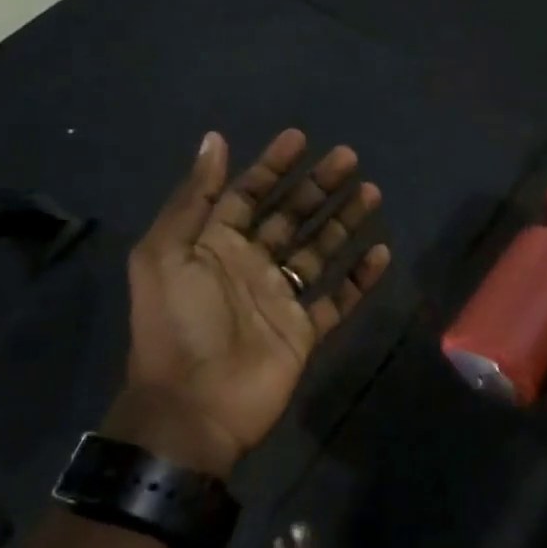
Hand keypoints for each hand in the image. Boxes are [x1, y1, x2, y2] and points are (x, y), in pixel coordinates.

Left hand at [111, 130, 391, 477]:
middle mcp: (249, 265)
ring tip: (372, 192)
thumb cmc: (178, 325)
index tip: (300, 138)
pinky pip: (338, 299)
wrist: (193, 409)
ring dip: (344, 221)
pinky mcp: (304, 330)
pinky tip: (381, 252)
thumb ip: (194, 198)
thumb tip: (213, 140)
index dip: (272, 165)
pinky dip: (359, 278)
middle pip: (291, 216)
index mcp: (214, 245)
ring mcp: (279, 298)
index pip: (247, 194)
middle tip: (349, 157)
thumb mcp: (166, 254)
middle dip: (318, 186)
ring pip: (319, 250)